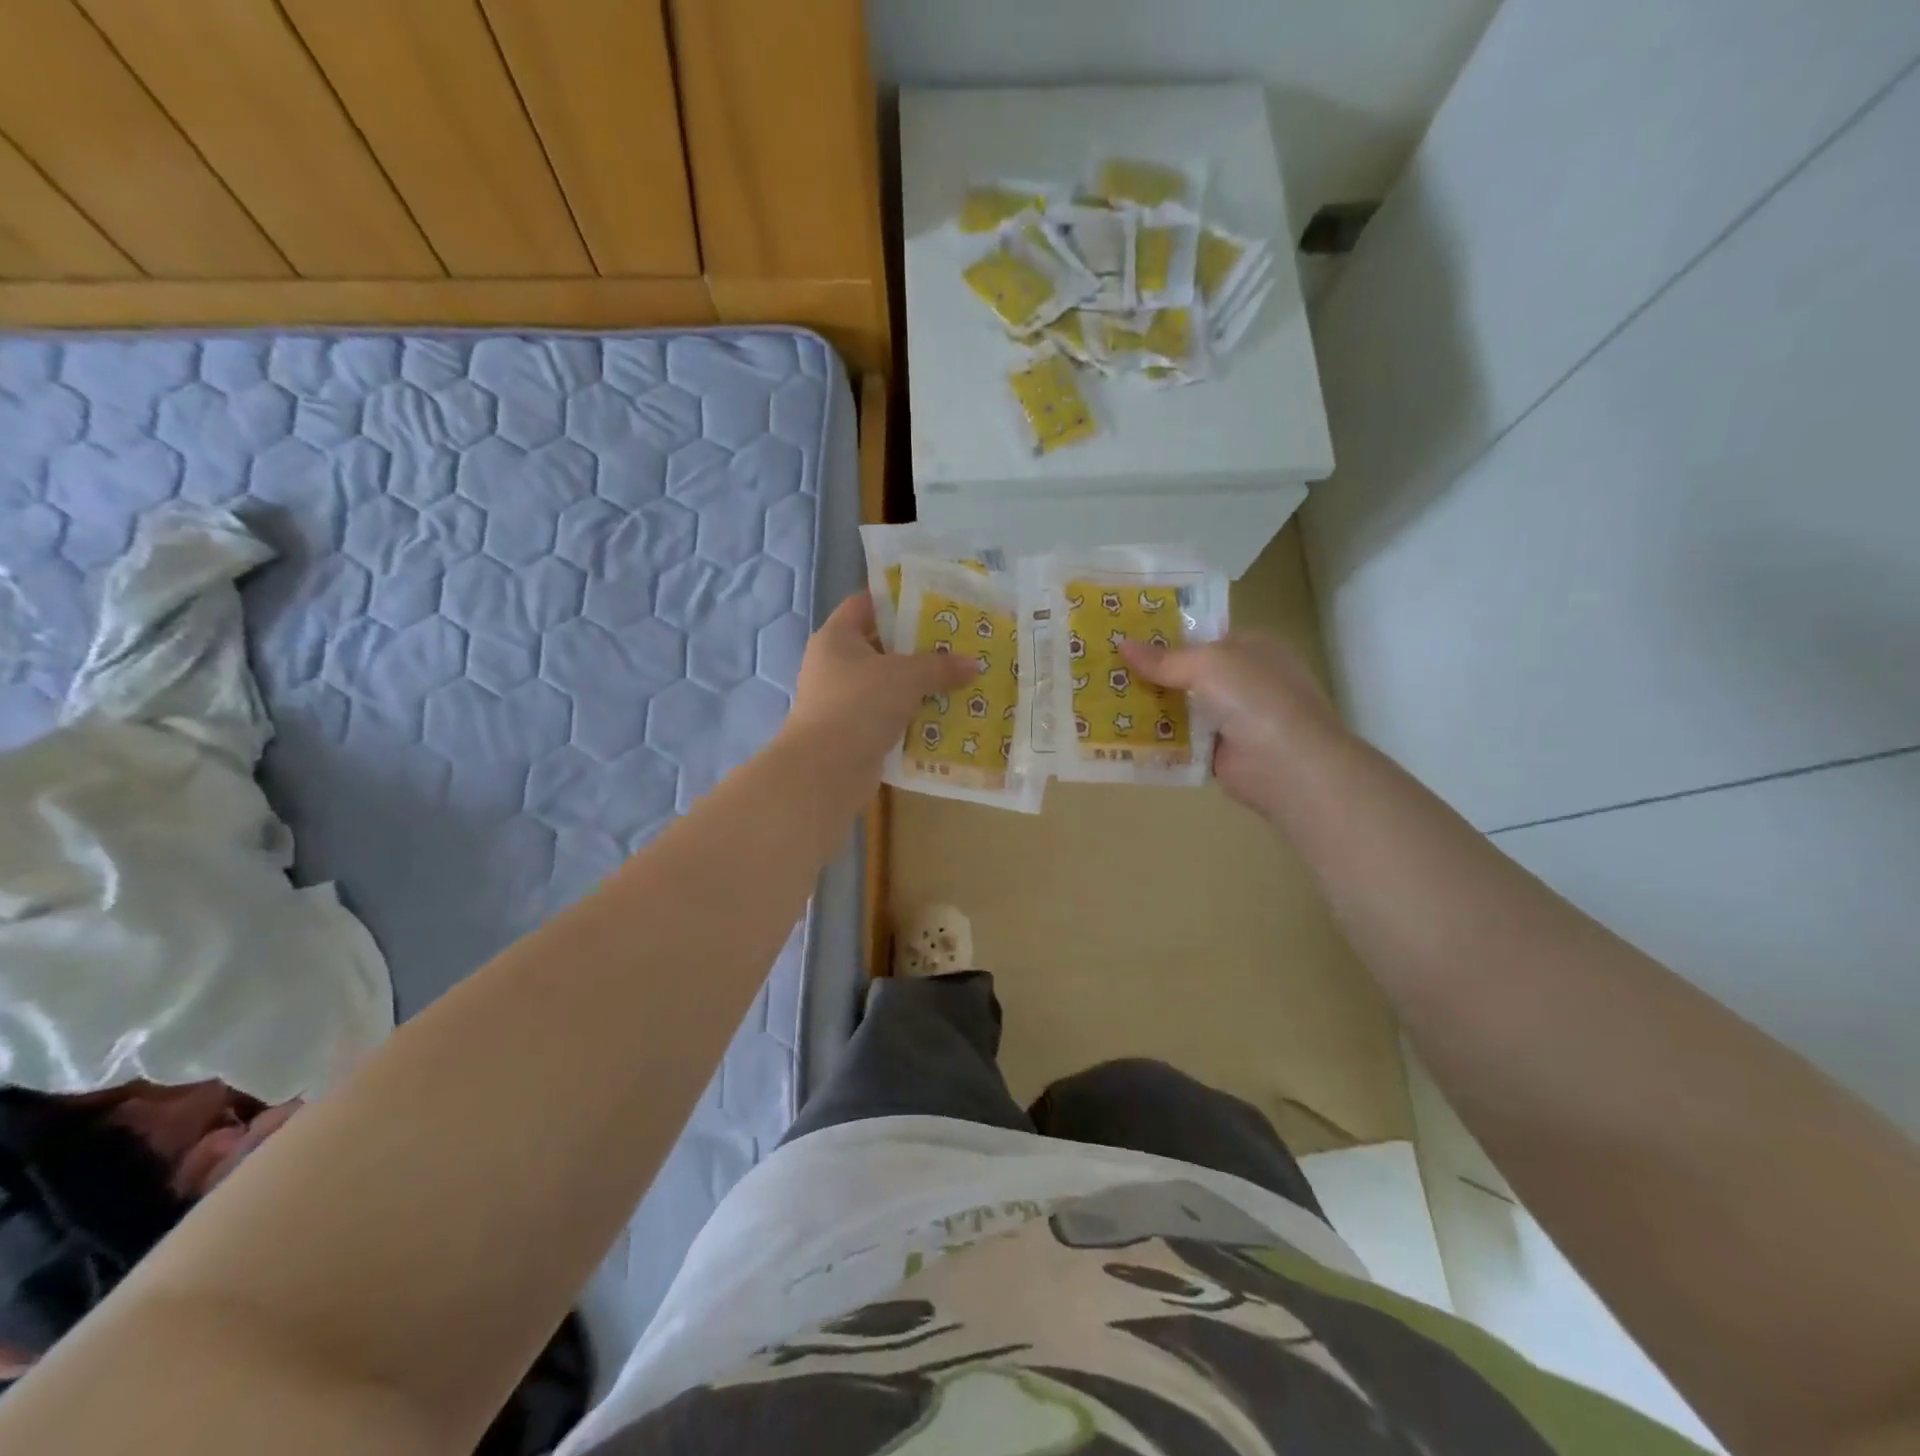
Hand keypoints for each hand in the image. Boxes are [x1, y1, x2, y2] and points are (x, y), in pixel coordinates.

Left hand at [788, 594, 979, 773]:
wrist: (826, 769)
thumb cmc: (860, 704)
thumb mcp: (906, 676)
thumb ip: (940, 666)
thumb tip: (973, 664)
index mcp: (837, 637)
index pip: (865, 604)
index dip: (897, 599)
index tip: (933, 602)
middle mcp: (834, 665)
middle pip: (881, 646)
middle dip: (918, 646)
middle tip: (956, 644)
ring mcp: (842, 701)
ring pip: (887, 684)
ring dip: (918, 685)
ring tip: (958, 679)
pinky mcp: (853, 732)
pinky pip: (888, 716)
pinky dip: (912, 716)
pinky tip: (944, 716)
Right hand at [1121, 632, 1343, 813]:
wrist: (1288, 764)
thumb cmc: (1254, 698)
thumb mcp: (1207, 665)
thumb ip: (1164, 659)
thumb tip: (1122, 644)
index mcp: (1250, 648)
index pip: (1202, 636)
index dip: (1165, 637)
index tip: (1125, 638)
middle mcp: (1242, 680)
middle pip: (1186, 673)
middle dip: (1150, 674)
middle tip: (1105, 670)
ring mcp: (1231, 718)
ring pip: (1180, 707)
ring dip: (1148, 707)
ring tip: (1102, 700)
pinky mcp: (1218, 752)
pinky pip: (1180, 741)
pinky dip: (1156, 740)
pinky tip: (1120, 735)